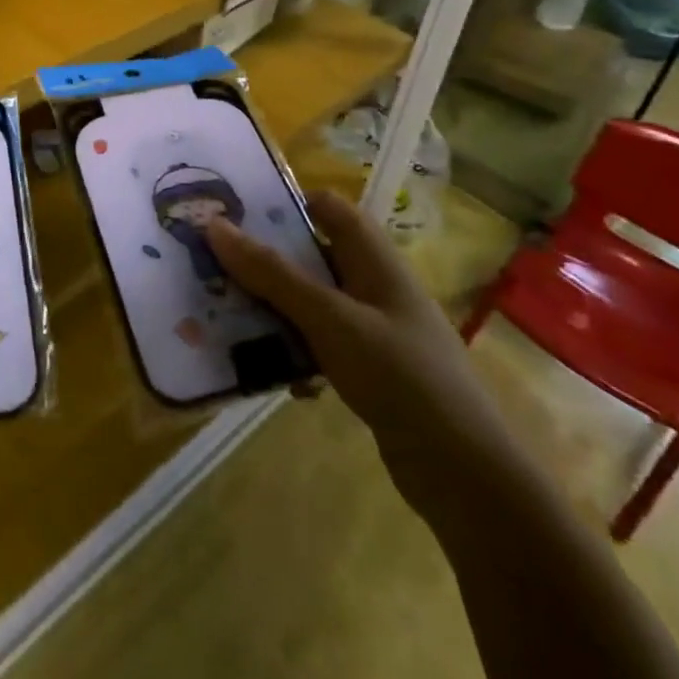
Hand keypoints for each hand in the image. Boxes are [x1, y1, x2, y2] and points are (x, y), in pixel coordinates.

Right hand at [205, 189, 515, 508]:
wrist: (464, 475)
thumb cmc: (400, 376)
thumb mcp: (329, 318)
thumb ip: (272, 273)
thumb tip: (214, 225)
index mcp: (375, 260)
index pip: (329, 208)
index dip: (287, 203)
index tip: (237, 213)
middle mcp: (374, 287)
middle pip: (312, 256)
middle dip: (266, 260)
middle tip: (216, 263)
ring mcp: (374, 330)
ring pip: (311, 303)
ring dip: (275, 309)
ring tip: (227, 315)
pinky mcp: (369, 370)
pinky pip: (320, 345)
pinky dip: (295, 351)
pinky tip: (274, 374)